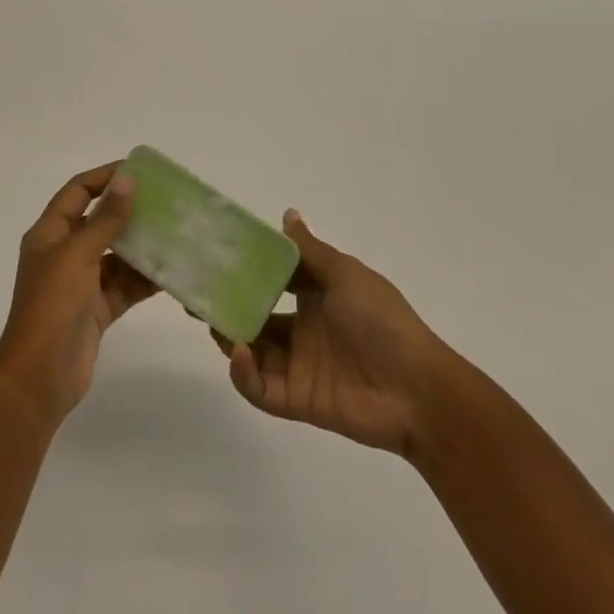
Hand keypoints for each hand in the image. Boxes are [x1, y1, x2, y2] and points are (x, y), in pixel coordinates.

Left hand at [0, 163, 158, 430]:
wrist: (40, 376)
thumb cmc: (52, 304)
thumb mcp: (78, 254)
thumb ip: (106, 218)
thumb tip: (128, 179)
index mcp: (49, 233)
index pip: (78, 192)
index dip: (104, 177)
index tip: (138, 170)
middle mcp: (64, 253)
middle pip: (99, 221)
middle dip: (130, 211)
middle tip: (167, 202)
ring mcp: (81, 282)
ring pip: (117, 255)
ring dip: (142, 246)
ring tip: (177, 233)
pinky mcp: (97, 309)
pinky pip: (125, 285)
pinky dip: (145, 279)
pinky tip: (173, 271)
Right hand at [217, 209, 453, 462]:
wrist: (418, 390)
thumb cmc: (382, 321)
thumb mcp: (345, 275)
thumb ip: (309, 250)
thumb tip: (287, 213)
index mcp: (314, 296)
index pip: (269, 280)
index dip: (243, 271)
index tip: (213, 258)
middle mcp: (300, 329)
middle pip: (252, 316)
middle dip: (224, 306)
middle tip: (194, 295)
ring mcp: (296, 366)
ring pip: (249, 350)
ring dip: (227, 336)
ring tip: (211, 321)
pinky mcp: (295, 400)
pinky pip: (259, 388)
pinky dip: (243, 373)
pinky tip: (239, 352)